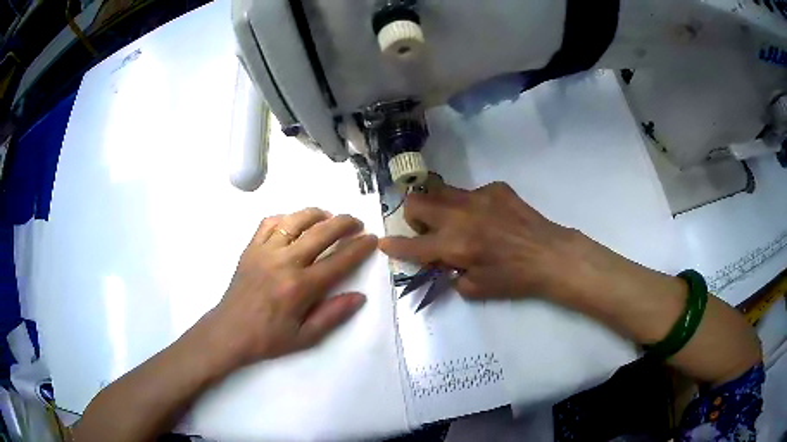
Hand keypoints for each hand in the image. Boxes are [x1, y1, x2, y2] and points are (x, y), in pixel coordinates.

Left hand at [203, 208, 377, 371]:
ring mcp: (265, 251)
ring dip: (317, 214)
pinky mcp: (251, 248)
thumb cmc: (268, 338)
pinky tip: (294, 223)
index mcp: (300, 287)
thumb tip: (360, 296)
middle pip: (321, 232)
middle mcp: (284, 262)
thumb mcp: (305, 337)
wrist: (229, 331)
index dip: (359, 248)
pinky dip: (286, 217)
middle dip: (344, 223)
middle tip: (357, 223)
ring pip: (295, 220)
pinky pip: (269, 222)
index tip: (372, 239)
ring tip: (329, 217)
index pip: (338, 262)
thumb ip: (333, 315)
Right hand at [380, 181, 582, 299]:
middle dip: (413, 217)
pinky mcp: (495, 188)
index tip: (384, 243)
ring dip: (438, 208)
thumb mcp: (476, 289)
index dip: (394, 246)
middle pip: (417, 202)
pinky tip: (489, 219)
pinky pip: (470, 193)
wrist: (550, 255)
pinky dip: (469, 206)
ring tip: (457, 222)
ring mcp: (478, 197)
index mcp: (455, 245)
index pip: (412, 245)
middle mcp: (461, 215)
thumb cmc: (514, 278)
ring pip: (440, 191)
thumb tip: (441, 261)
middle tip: (428, 231)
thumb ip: (450, 274)